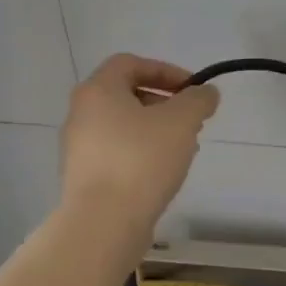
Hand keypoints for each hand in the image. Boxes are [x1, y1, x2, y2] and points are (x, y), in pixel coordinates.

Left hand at [57, 54, 219, 230]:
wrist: (104, 222)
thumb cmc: (142, 159)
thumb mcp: (182, 121)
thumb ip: (198, 99)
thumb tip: (206, 93)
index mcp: (98, 91)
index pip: (130, 63)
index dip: (165, 70)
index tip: (192, 90)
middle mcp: (81, 114)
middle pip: (126, 94)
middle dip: (164, 102)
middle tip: (191, 119)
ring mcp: (79, 147)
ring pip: (124, 125)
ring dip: (156, 129)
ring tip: (184, 148)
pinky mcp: (85, 176)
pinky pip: (118, 152)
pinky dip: (142, 152)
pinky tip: (164, 171)